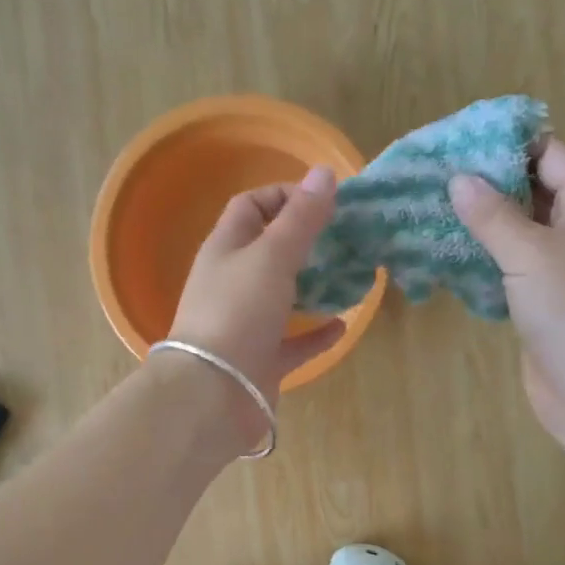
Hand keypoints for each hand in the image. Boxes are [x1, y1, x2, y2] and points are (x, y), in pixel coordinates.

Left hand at [161, 166, 345, 431]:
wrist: (213, 393)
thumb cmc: (238, 312)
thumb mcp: (272, 256)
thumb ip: (300, 218)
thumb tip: (324, 172)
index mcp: (225, 249)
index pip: (250, 206)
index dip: (284, 195)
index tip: (324, 201)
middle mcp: (232, 282)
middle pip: (269, 250)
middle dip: (306, 241)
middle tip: (346, 238)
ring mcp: (245, 323)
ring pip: (282, 296)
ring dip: (313, 285)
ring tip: (351, 275)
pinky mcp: (260, 360)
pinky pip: (293, 342)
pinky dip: (316, 333)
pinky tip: (343, 325)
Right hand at [450, 139, 564, 446]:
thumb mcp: (529, 254)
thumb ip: (492, 214)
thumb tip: (458, 179)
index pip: (550, 154)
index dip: (507, 144)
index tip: (459, 142)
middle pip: (533, 189)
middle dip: (488, 182)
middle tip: (436, 176)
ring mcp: (564, 264)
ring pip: (520, 228)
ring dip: (482, 220)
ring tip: (433, 208)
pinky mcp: (545, 296)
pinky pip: (513, 262)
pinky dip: (485, 254)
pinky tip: (449, 252)